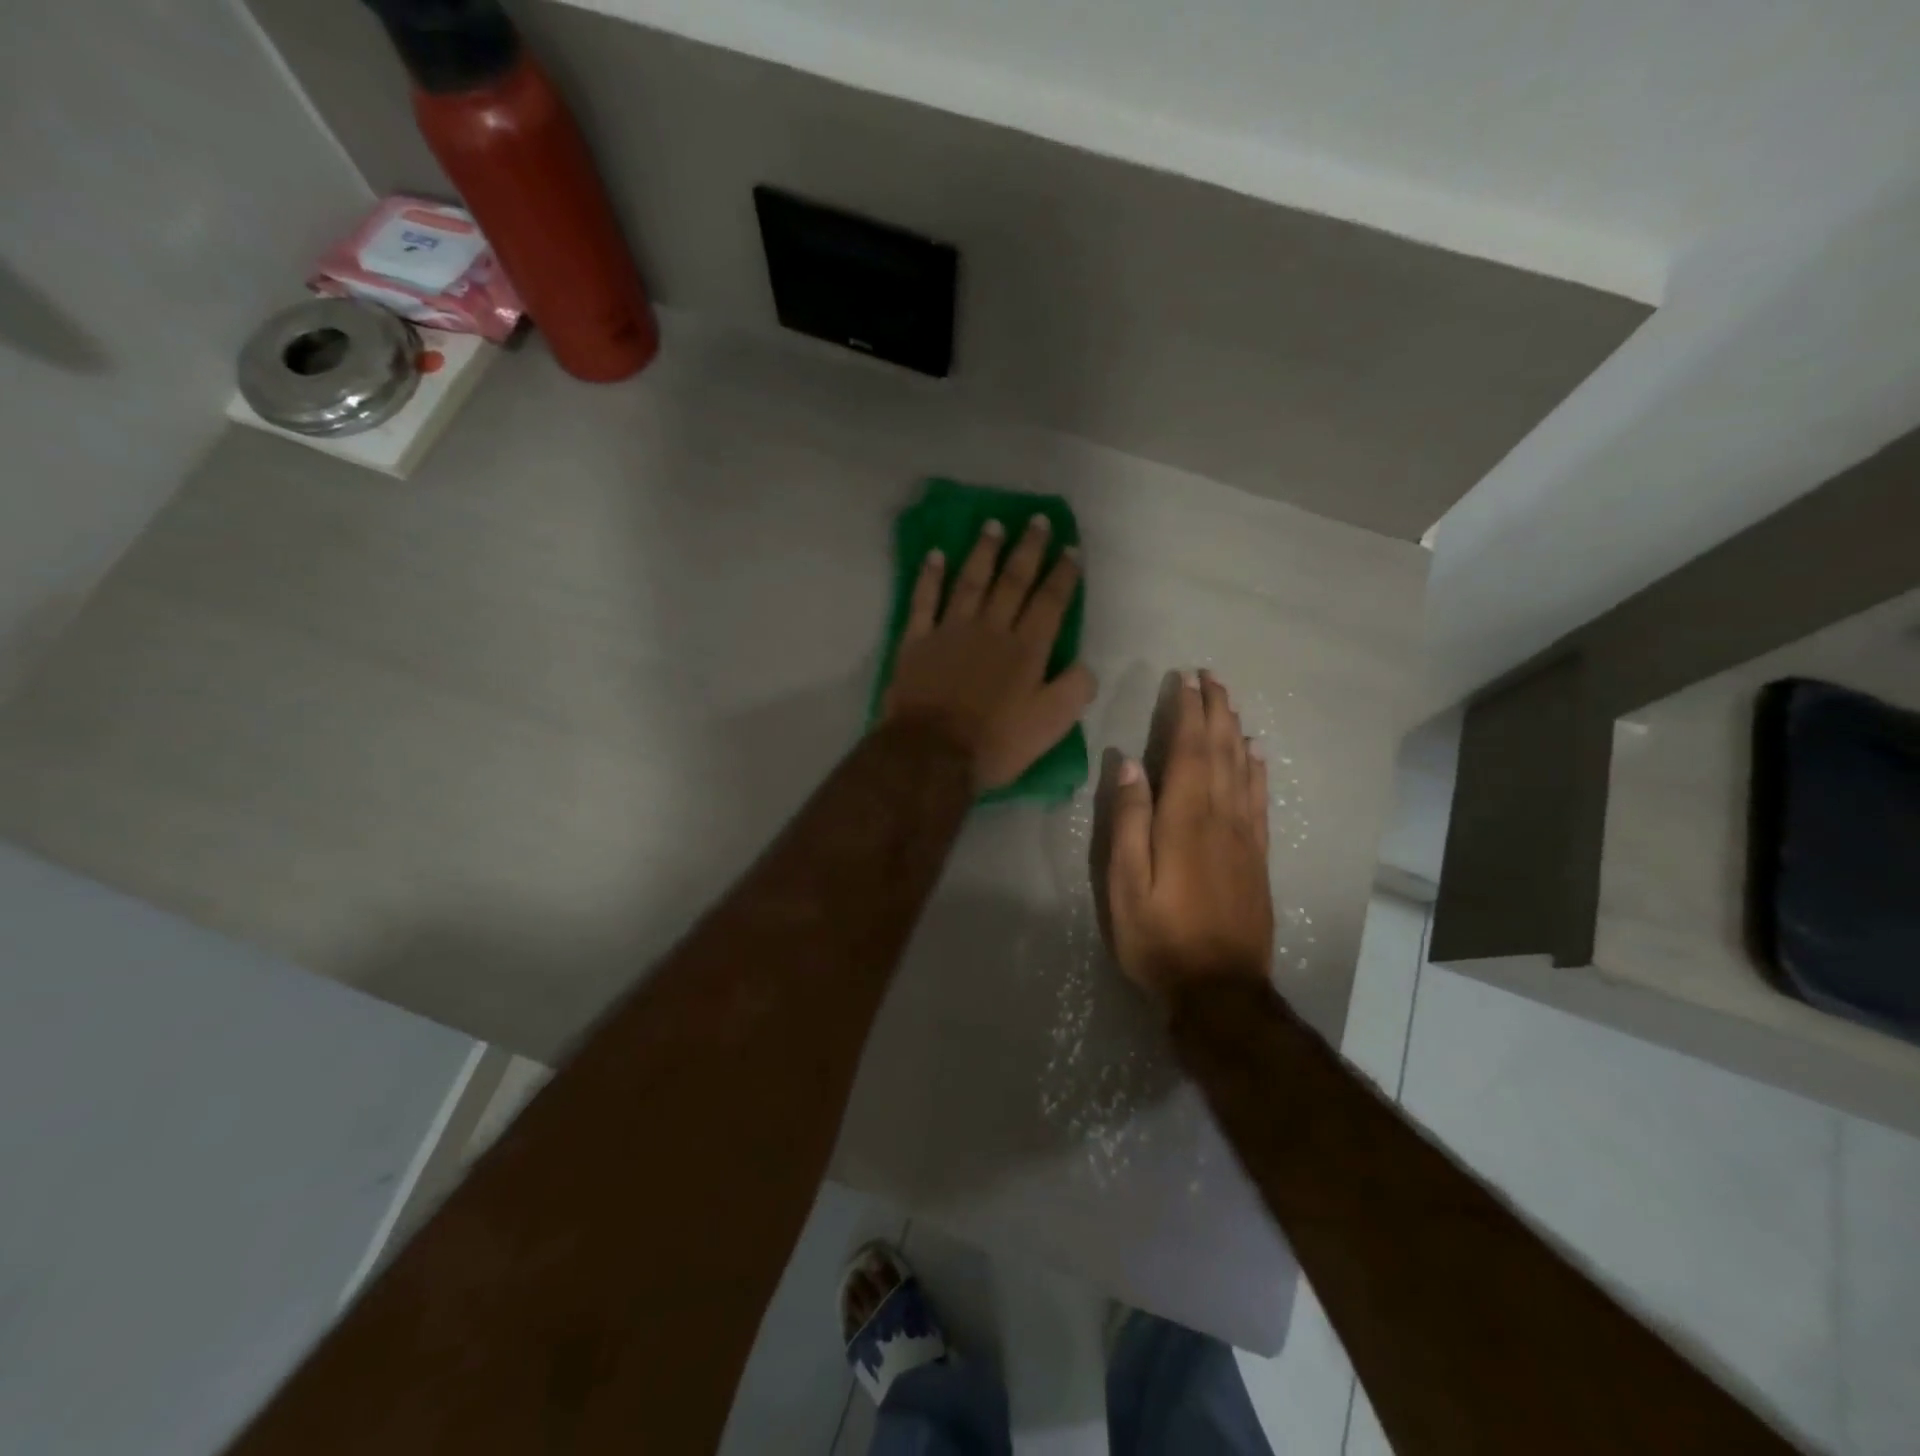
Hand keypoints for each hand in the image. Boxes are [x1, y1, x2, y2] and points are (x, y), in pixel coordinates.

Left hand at [883, 515, 1097, 791]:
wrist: (931, 754)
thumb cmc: (995, 743)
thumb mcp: (1051, 726)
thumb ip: (1074, 690)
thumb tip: (1084, 665)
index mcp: (1026, 649)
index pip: (1050, 602)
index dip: (1062, 574)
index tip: (1071, 548)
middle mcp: (991, 629)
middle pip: (1012, 581)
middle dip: (1028, 549)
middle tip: (1036, 520)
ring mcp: (951, 630)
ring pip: (970, 581)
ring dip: (983, 551)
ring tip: (993, 525)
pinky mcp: (917, 640)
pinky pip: (924, 600)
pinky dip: (929, 576)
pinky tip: (935, 555)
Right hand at [1098, 670, 1273, 997]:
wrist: (1219, 990)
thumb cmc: (1158, 937)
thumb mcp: (1125, 884)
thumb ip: (1128, 822)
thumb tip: (1128, 766)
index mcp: (1185, 819)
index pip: (1187, 751)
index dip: (1187, 713)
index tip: (1186, 679)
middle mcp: (1220, 818)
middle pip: (1219, 752)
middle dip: (1214, 711)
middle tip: (1211, 677)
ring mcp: (1244, 838)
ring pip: (1243, 770)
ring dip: (1235, 732)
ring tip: (1230, 704)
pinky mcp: (1257, 858)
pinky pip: (1260, 802)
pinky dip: (1257, 771)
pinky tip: (1256, 756)